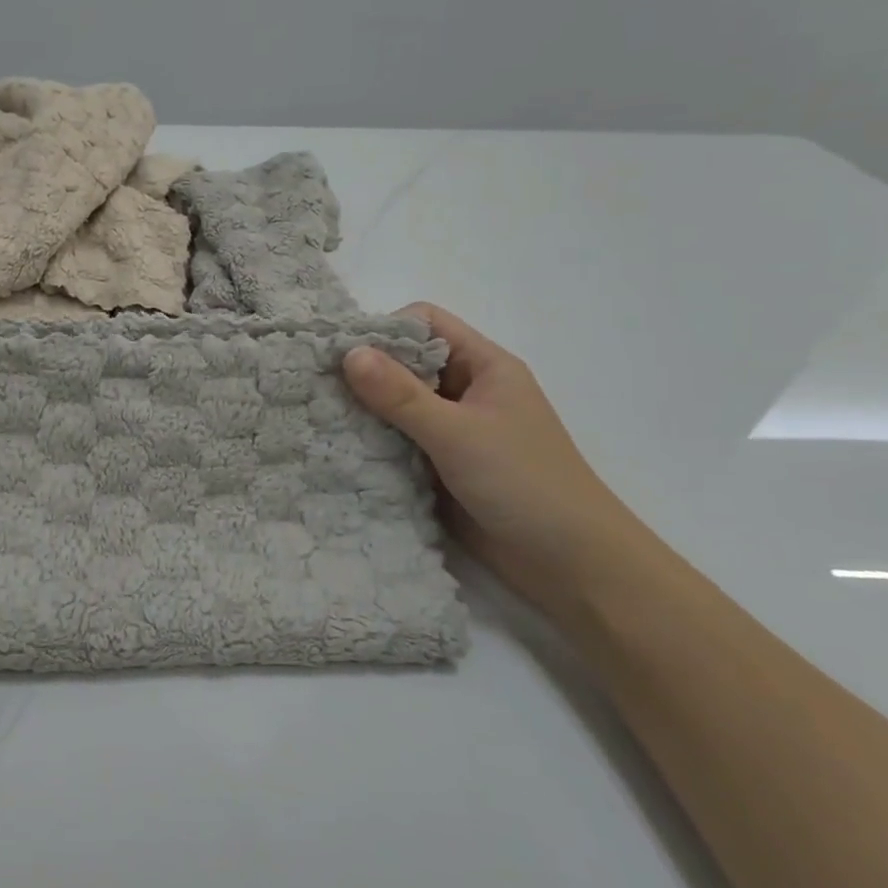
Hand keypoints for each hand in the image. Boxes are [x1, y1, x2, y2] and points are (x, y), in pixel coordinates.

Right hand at [343, 304, 643, 609]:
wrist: (569, 564)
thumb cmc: (524, 483)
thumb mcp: (458, 433)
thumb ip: (401, 395)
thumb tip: (348, 353)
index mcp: (484, 366)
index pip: (426, 323)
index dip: (385, 330)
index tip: (343, 354)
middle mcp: (466, 391)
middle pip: (406, 362)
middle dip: (365, 372)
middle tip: (318, 386)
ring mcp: (452, 430)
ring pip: (397, 404)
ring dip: (365, 410)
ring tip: (320, 417)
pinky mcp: (439, 465)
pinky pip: (397, 441)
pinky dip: (372, 441)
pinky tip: (340, 448)